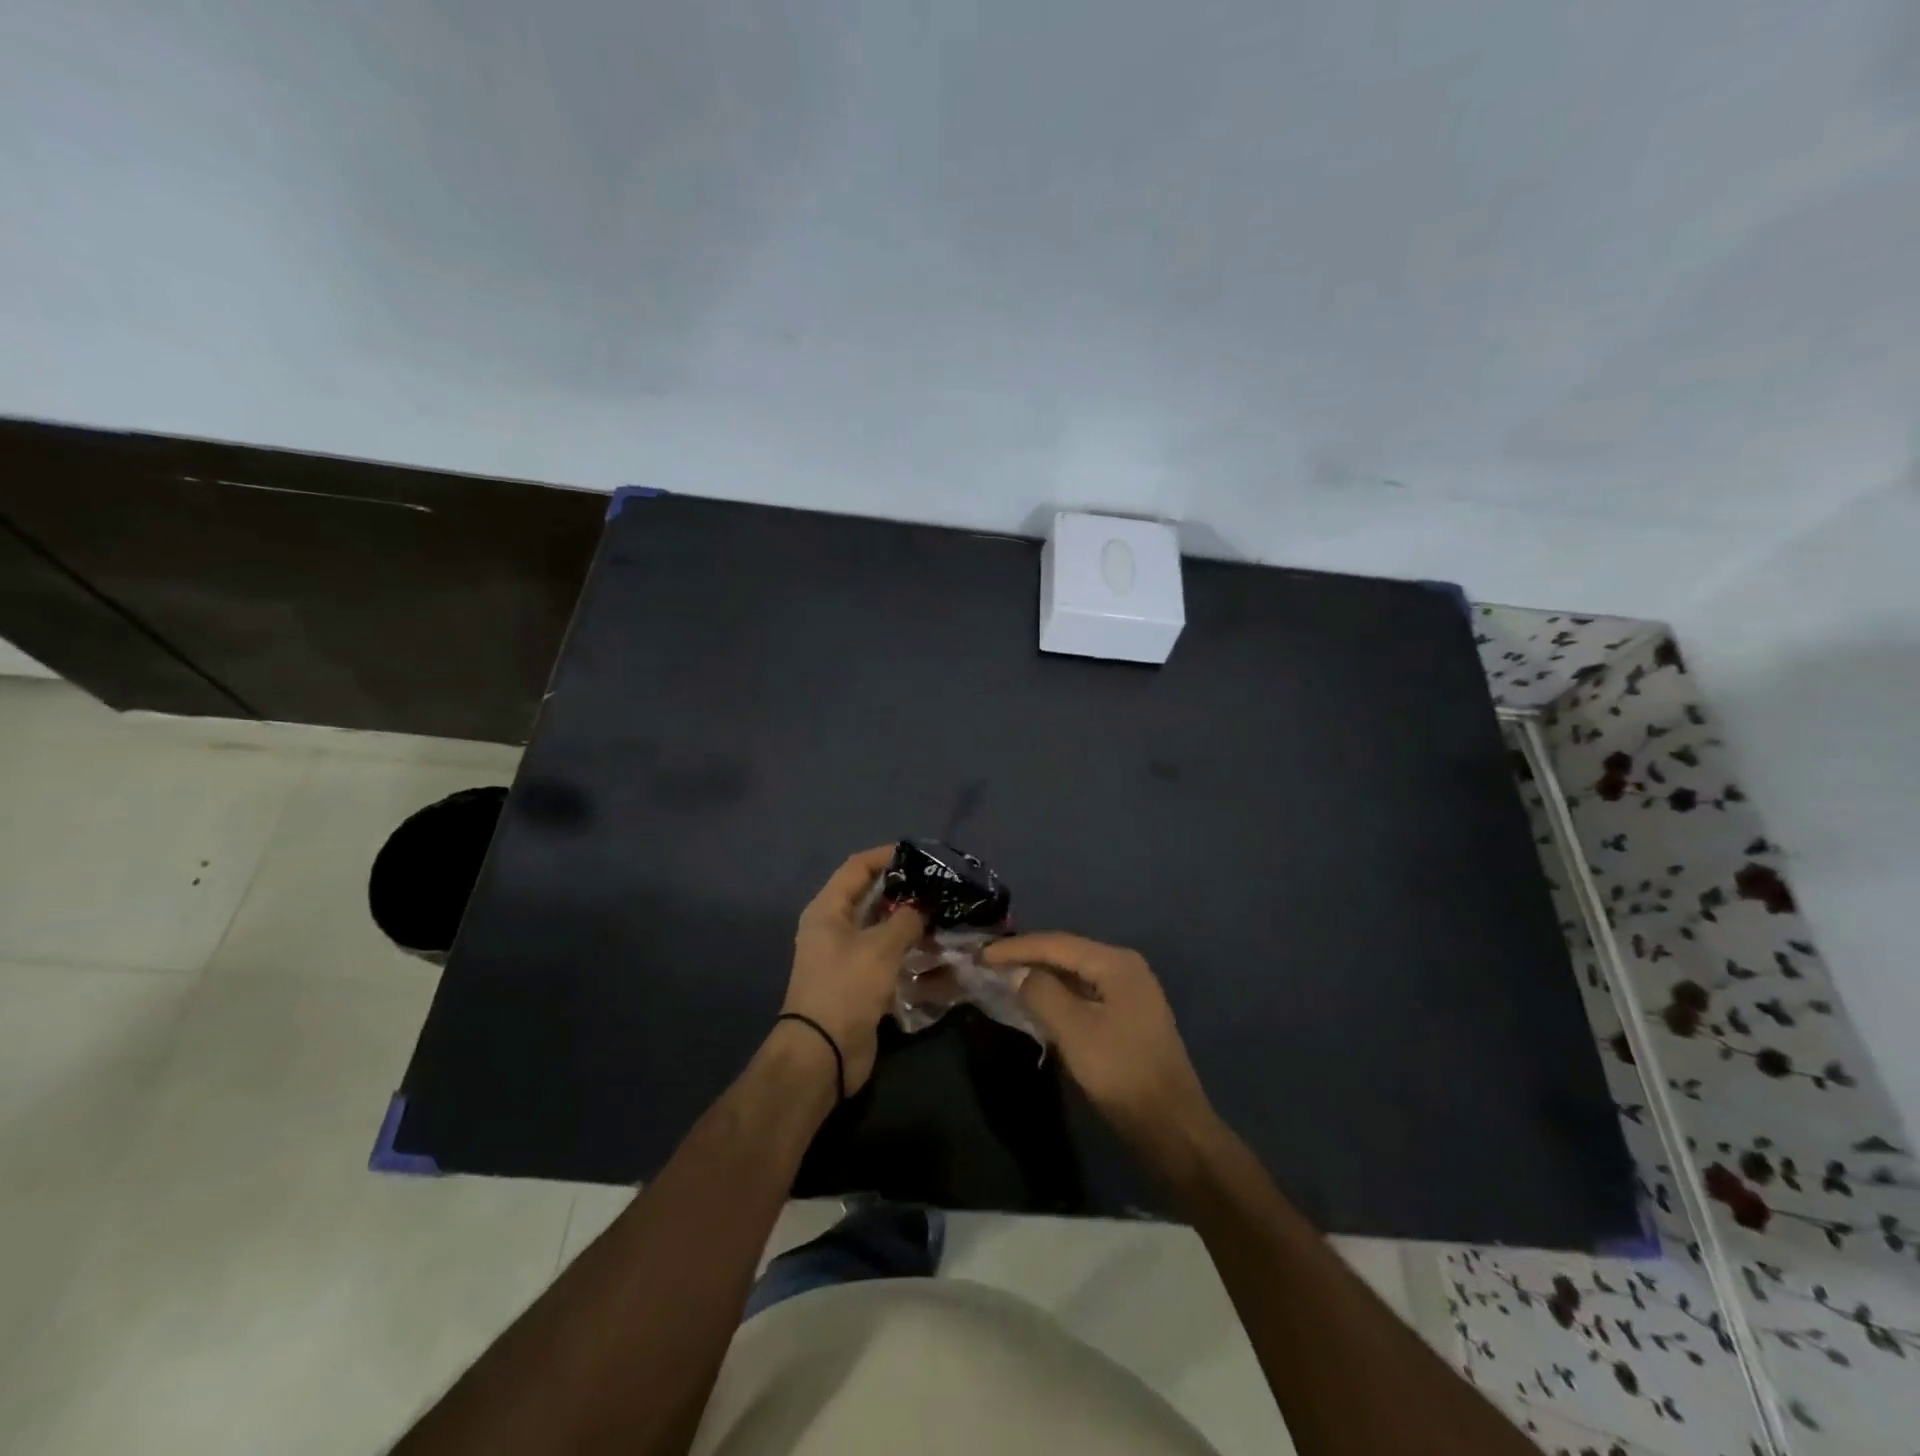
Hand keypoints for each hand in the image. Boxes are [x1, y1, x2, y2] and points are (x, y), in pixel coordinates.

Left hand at [781, 846, 925, 1093]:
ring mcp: (849, 960)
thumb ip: (905, 920)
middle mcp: (835, 930)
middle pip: (874, 900)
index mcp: (828, 911)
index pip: (857, 868)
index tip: (920, 854)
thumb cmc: (846, 987)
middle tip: (942, 890)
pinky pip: (894, 965)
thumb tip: (921, 908)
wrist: (823, 1055)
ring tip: (950, 923)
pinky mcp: (863, 987)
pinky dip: (916, 963)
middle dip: (908, 895)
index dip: (886, 856)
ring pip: (887, 934)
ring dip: (916, 930)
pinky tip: (945, 964)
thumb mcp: (879, 947)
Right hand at [984, 933, 1217, 1161]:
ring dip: (1040, 975)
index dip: (1015, 947)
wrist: (1171, 1126)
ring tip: (1004, 976)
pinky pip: (1083, 992)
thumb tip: (1021, 974)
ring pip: (1074, 973)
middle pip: (1066, 952)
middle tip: (988, 963)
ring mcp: (1129, 992)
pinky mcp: (1127, 1016)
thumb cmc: (1121, 1073)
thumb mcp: (1074, 1030)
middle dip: (1027, 956)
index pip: (1056, 943)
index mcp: (1116, 963)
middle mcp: (1125, 967)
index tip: (980, 954)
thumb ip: (1042, 993)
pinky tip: (1036, 1001)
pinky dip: (1057, 993)